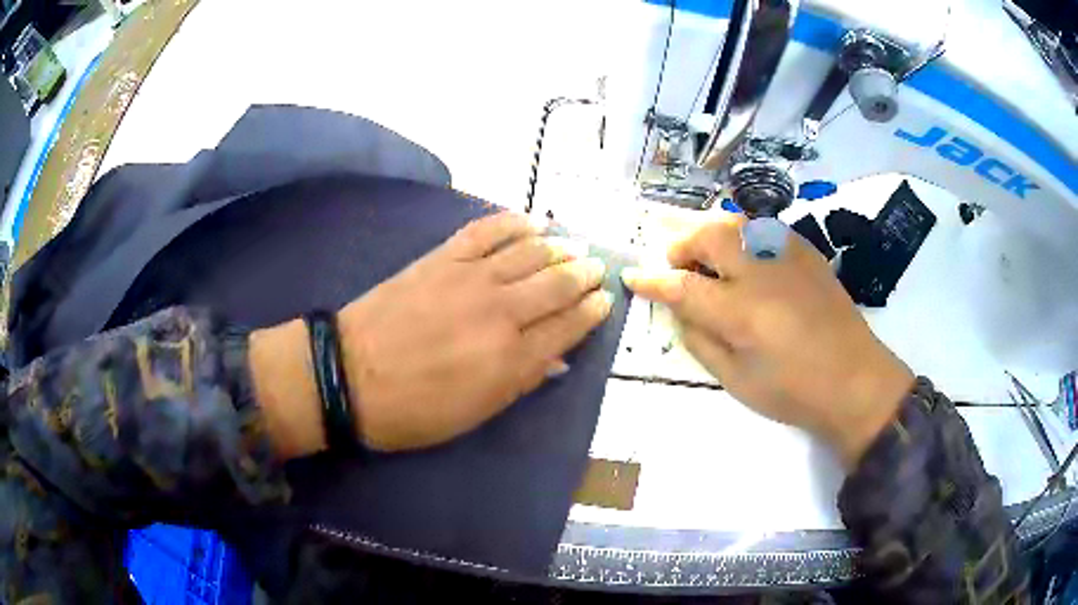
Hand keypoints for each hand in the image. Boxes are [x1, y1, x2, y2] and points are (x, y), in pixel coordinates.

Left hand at [338, 212, 612, 450]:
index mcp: (512, 359)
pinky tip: (533, 221)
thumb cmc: (412, 410)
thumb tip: (557, 358)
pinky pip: (487, 230)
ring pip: (531, 253)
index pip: (568, 327)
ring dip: (560, 248)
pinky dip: (514, 222)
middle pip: (557, 284)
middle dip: (585, 275)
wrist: (349, 375)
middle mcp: (502, 313)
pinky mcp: (444, 258)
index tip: (606, 300)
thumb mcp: (474, 413)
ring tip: (576, 246)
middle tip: (598, 268)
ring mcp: (471, 278)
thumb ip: (521, 382)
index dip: (592, 312)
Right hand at [622, 213, 913, 467]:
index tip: (632, 276)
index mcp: (740, 312)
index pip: (682, 286)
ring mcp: (786, 255)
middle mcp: (760, 272)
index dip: (651, 281)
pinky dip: (739, 234)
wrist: (855, 378)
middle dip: (681, 244)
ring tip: (704, 254)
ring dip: (708, 233)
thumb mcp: (736, 381)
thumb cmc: (793, 391)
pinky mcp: (805, 251)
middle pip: (707, 236)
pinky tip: (742, 256)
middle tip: (674, 263)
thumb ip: (700, 340)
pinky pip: (761, 228)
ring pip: (734, 223)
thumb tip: (679, 310)